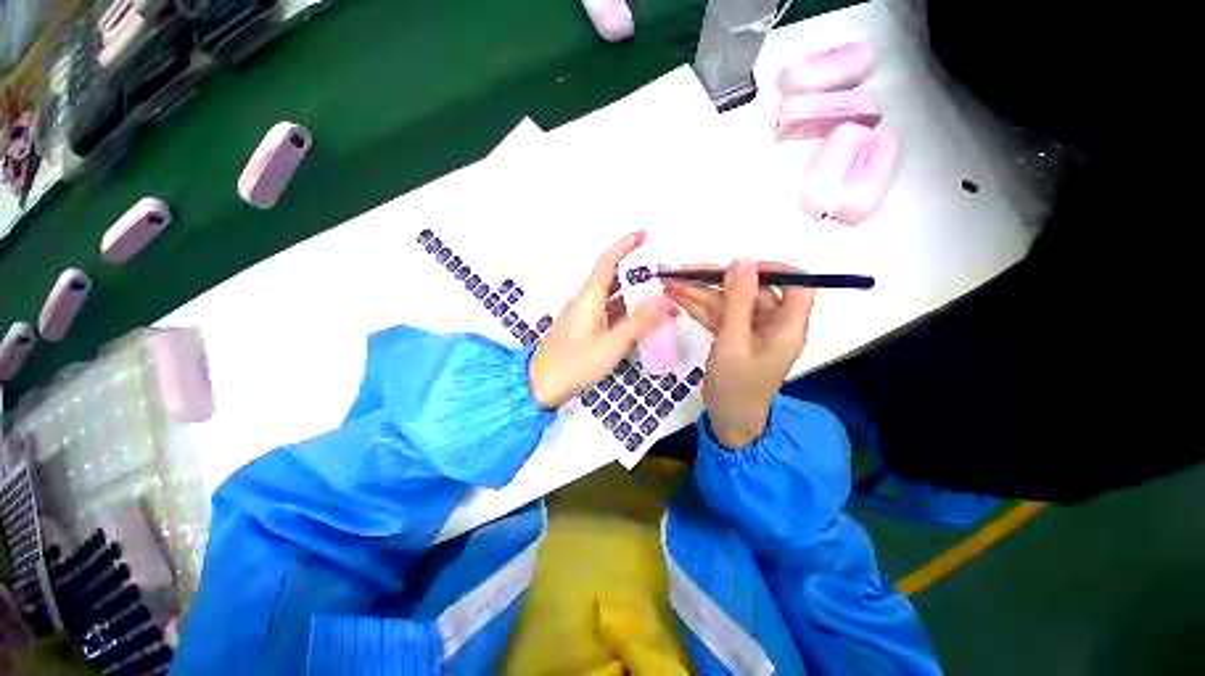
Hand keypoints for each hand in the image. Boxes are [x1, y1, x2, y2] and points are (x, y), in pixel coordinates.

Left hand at [528, 232, 676, 408]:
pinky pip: (608, 315)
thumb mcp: (612, 344)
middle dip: (637, 276)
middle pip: (613, 280)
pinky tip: (641, 322)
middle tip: (661, 278)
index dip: (625, 246)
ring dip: (634, 299)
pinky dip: (625, 315)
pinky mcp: (584, 330)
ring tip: (659, 301)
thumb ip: (639, 323)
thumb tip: (664, 303)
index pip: (608, 262)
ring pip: (612, 299)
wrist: (541, 386)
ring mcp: (584, 317)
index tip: (643, 235)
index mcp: (589, 298)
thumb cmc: (574, 363)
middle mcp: (585, 302)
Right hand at [664, 260, 815, 448]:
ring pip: (727, 301)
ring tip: (667, 281)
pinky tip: (675, 297)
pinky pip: (717, 314)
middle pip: (748, 290)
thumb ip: (738, 302)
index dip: (771, 269)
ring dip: (698, 292)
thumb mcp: (734, 343)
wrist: (728, 420)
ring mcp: (750, 328)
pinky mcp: (734, 335)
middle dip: (713, 280)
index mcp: (787, 325)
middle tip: (680, 271)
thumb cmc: (736, 387)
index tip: (738, 266)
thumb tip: (742, 261)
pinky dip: (697, 307)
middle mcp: (772, 322)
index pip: (796, 283)